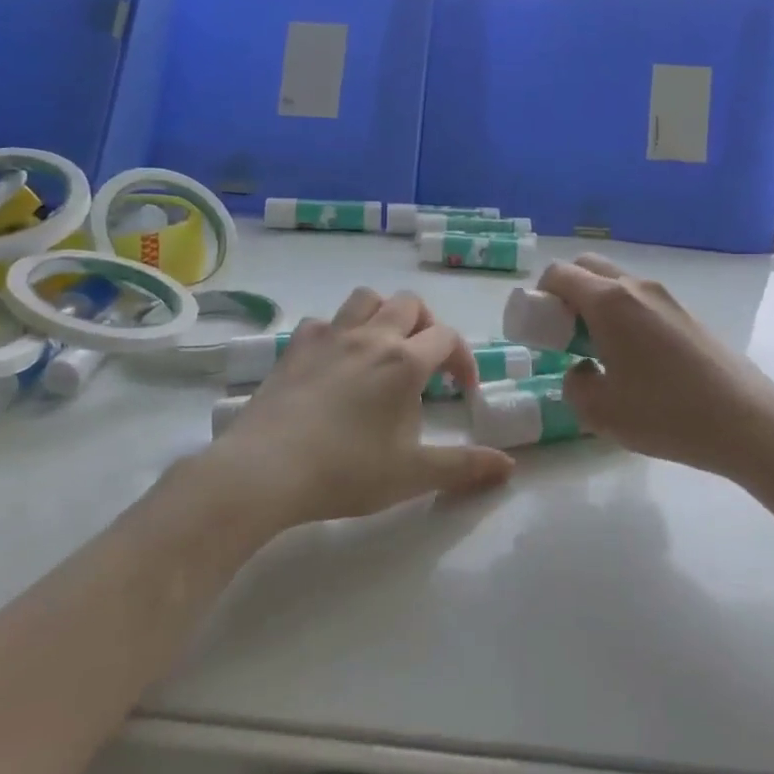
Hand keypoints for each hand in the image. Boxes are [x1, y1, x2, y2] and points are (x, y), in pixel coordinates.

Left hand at [208, 288, 514, 526]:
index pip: (447, 337)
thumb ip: (463, 467)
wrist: (264, 470)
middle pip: (410, 304)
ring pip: (367, 298)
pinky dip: (339, 330)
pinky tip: (336, 360)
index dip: (463, 359)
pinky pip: (325, 320)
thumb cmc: (345, 472)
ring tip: (385, 347)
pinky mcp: (296, 346)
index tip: (463, 390)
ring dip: (384, 314)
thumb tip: (509, 466)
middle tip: (426, 362)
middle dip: (427, 326)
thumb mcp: (412, 475)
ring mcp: (330, 336)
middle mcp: (371, 336)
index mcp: (405, 362)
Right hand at [541, 255, 773, 484]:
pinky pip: (641, 301)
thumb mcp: (600, 411)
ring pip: (617, 283)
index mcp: (609, 302)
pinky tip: (636, 361)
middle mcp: (636, 287)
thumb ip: (574, 384)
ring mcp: (666, 297)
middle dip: (567, 292)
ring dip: (597, 304)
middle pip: (588, 267)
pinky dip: (624, 315)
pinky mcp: (687, 314)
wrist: (745, 421)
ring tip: (601, 351)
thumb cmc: (665, 413)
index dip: (539, 295)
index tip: (540, 328)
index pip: (559, 273)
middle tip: (565, 334)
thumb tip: (582, 369)